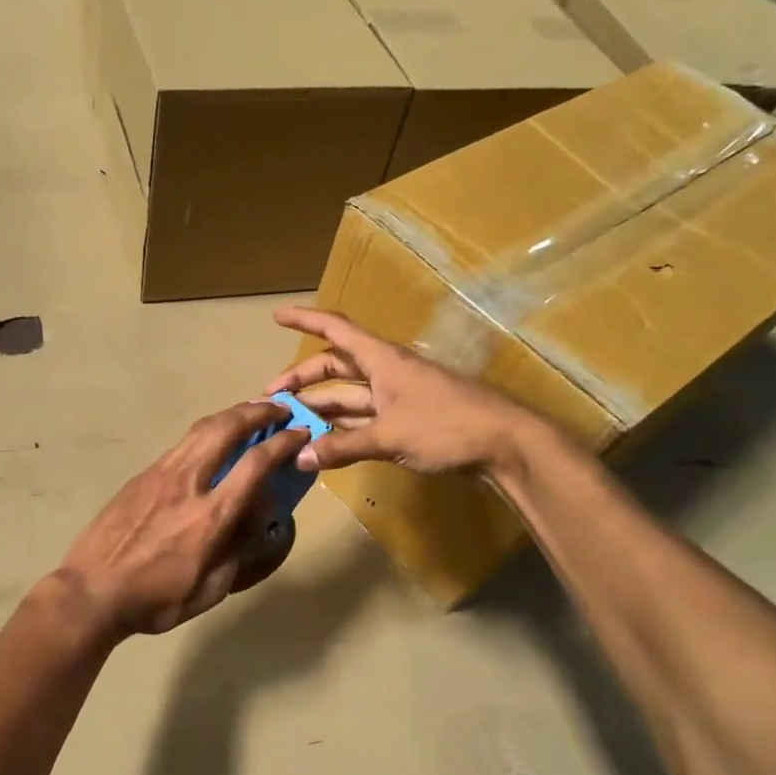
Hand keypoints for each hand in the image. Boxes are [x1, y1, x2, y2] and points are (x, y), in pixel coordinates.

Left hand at [58, 401, 309, 636]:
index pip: (255, 464)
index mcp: (210, 516)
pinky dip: (205, 432)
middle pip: (226, 429)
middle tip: (279, 408)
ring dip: (230, 415)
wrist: (91, 591)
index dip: (283, 442)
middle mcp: (188, 483)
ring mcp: (160, 474)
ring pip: (200, 429)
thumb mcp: (209, 589)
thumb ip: (237, 550)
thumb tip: (255, 518)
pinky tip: (211, 440)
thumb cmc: (155, 600)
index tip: (300, 432)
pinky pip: (181, 444)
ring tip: (249, 412)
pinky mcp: (141, 476)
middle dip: (258, 412)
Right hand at [265, 307, 536, 475]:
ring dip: (320, 407)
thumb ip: (342, 447)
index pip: (336, 330)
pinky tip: (322, 443)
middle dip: (302, 379)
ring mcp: (397, 397)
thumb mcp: (389, 436)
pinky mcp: (407, 421)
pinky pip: (364, 418)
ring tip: (288, 423)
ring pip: (348, 396)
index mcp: (382, 360)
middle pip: (336, 367)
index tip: (276, 317)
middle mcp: (386, 372)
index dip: (305, 320)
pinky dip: (342, 429)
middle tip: (271, 398)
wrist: (505, 444)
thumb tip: (299, 457)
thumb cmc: (447, 425)